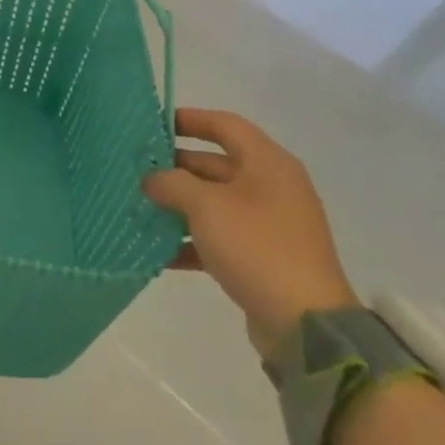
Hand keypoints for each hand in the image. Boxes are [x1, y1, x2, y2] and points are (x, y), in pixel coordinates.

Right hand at [143, 108, 357, 360]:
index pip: (225, 124)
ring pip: (215, 202)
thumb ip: (172, 183)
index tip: (154, 124)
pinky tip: (159, 251)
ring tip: (140, 206)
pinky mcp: (263, 258)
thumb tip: (152, 179)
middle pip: (217, 164)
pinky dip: (192, 240)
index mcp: (268, 163)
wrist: (307, 325)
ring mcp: (270, 225)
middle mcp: (272, 187)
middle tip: (137, 168)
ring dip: (179, 204)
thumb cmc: (257, 246)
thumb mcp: (205, 205)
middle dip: (176, 167)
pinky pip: (220, 237)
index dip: (190, 119)